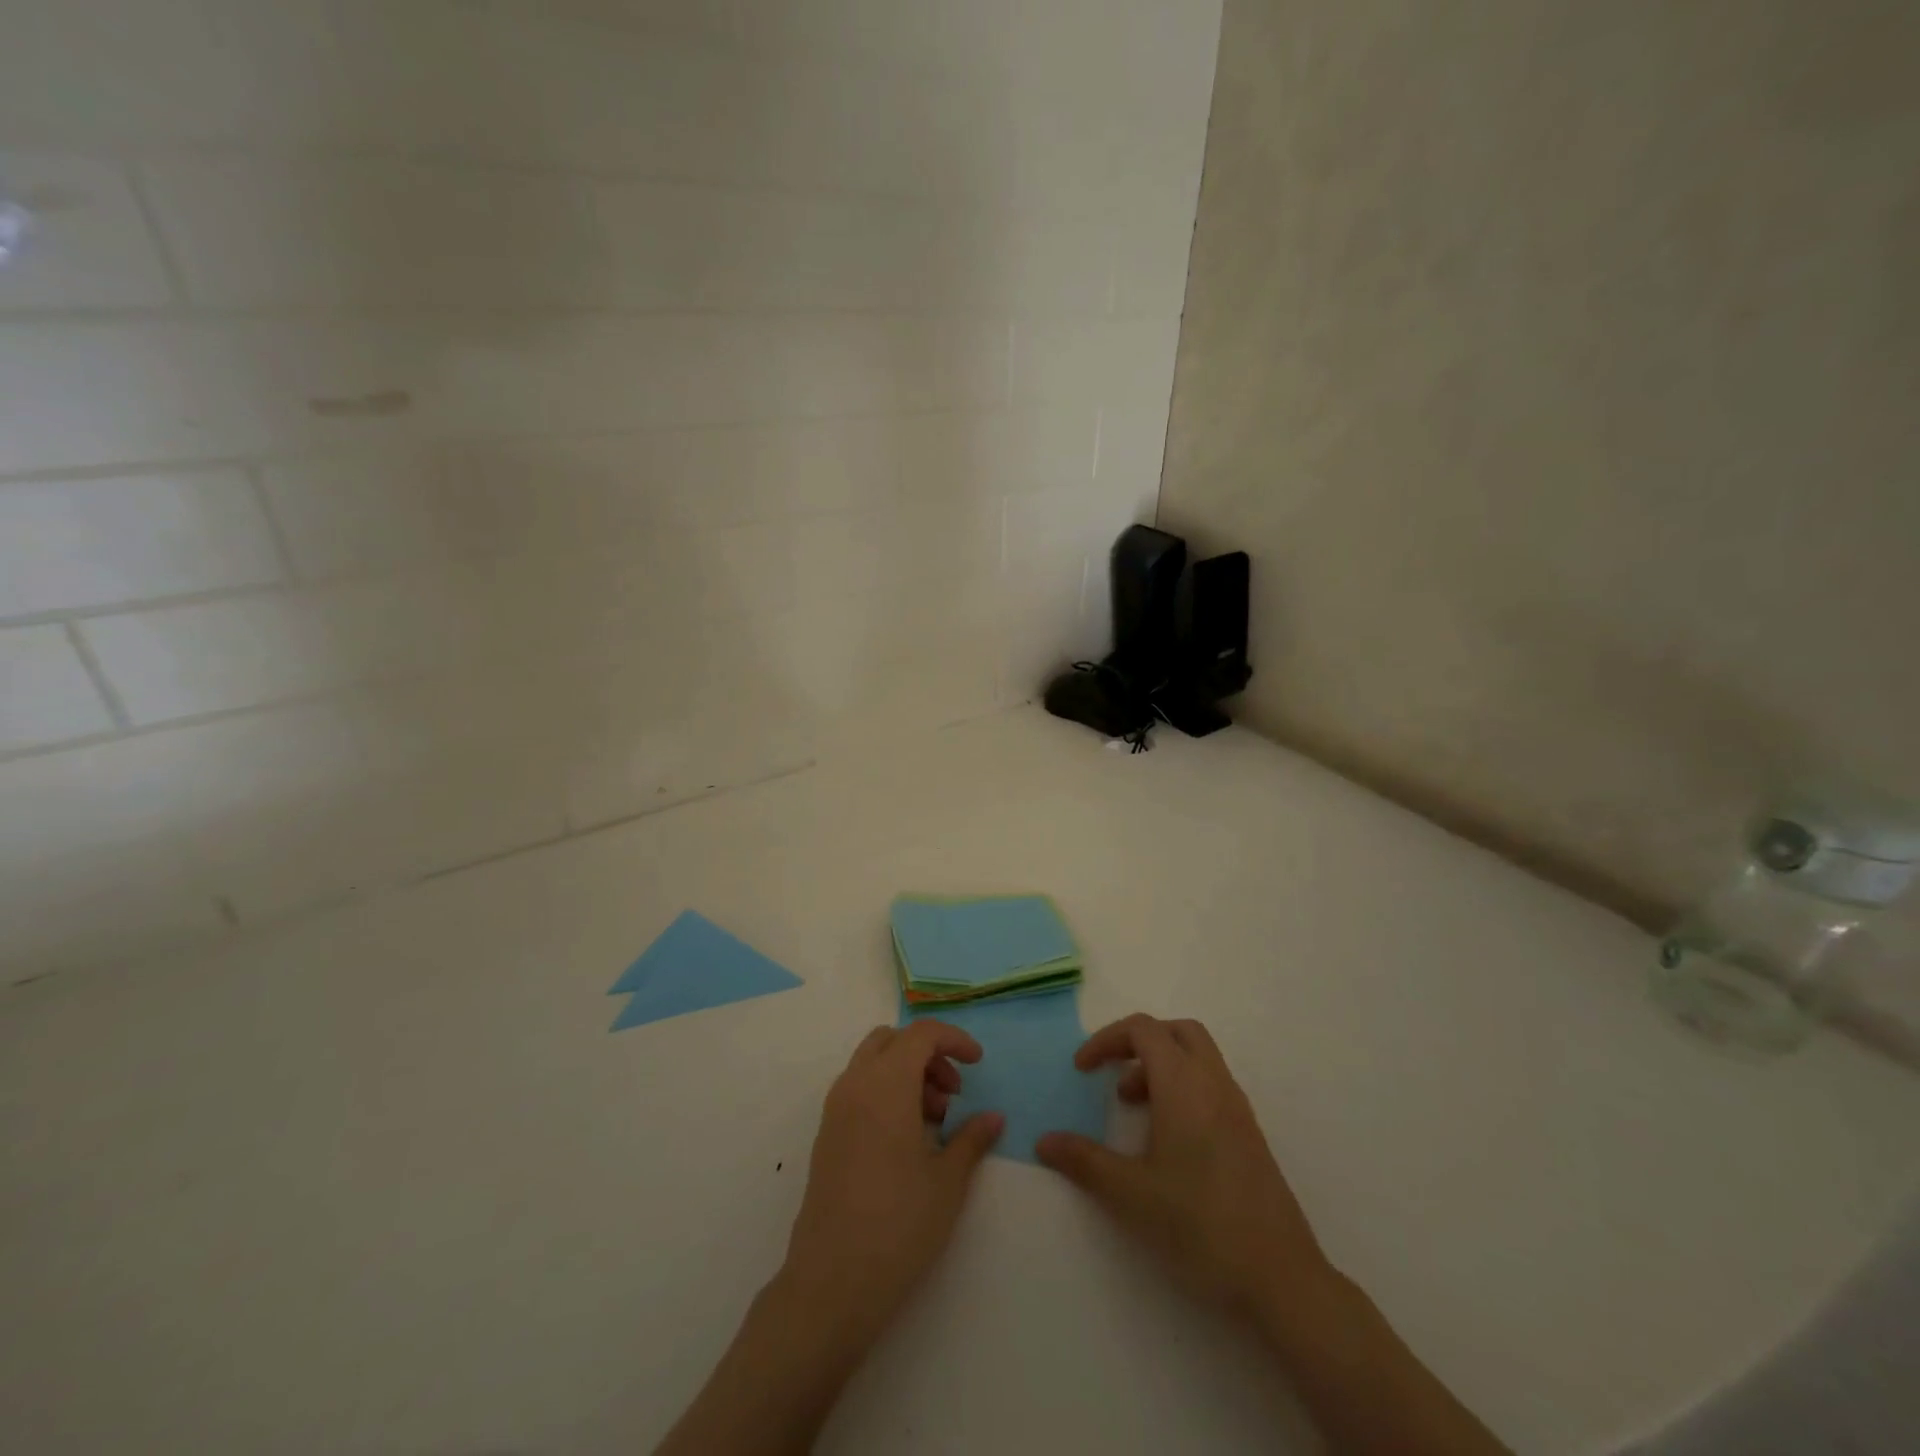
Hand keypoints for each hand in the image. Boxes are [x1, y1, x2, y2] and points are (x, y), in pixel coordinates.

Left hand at [779, 1021, 1004, 1351]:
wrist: (832, 1282)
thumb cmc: (898, 1224)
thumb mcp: (948, 1181)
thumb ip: (972, 1138)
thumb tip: (993, 1117)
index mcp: (886, 1084)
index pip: (921, 1034)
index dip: (954, 1039)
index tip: (978, 1064)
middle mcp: (855, 1084)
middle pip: (893, 1040)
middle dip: (928, 1054)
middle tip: (953, 1094)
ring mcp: (835, 1109)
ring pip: (873, 1062)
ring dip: (906, 1073)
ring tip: (934, 1121)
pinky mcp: (826, 1134)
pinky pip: (859, 1088)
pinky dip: (886, 1092)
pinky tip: (907, 1138)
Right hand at [1037, 1014, 1333, 1320]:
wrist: (1281, 1278)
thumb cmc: (1200, 1225)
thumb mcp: (1131, 1194)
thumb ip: (1084, 1161)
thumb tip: (1044, 1141)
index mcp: (1184, 1084)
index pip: (1143, 1029)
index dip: (1107, 1039)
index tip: (1082, 1070)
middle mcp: (1214, 1083)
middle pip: (1176, 1032)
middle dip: (1139, 1042)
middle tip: (1112, 1073)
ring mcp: (1237, 1108)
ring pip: (1197, 1057)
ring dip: (1161, 1066)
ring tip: (1134, 1108)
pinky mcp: (1249, 1134)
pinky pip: (1211, 1084)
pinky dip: (1183, 1088)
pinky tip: (1168, 1139)